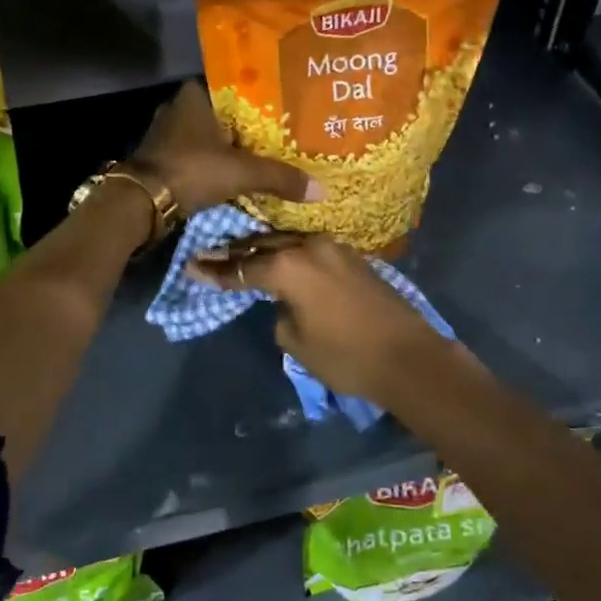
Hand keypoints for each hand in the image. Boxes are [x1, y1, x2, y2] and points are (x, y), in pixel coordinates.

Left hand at [132, 83, 322, 216]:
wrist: (142, 202)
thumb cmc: (192, 170)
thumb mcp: (242, 172)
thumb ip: (280, 177)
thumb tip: (321, 190)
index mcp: (195, 95)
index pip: (234, 86)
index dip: (258, 97)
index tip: (282, 108)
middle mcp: (177, 108)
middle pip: (223, 114)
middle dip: (246, 125)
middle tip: (279, 134)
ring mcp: (166, 134)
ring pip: (208, 136)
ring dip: (228, 146)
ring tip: (261, 155)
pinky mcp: (161, 158)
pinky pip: (196, 155)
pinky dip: (213, 163)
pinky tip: (233, 173)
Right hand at [188, 233, 450, 409]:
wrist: (409, 357)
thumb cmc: (346, 356)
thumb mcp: (296, 342)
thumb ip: (279, 313)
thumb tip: (285, 302)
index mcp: (289, 266)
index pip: (242, 267)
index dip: (215, 271)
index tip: (191, 266)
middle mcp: (309, 247)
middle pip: (263, 245)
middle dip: (236, 252)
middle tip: (209, 255)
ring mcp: (334, 248)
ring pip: (288, 243)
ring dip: (264, 250)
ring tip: (241, 255)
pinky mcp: (352, 257)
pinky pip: (309, 250)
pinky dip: (290, 255)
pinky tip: (280, 261)